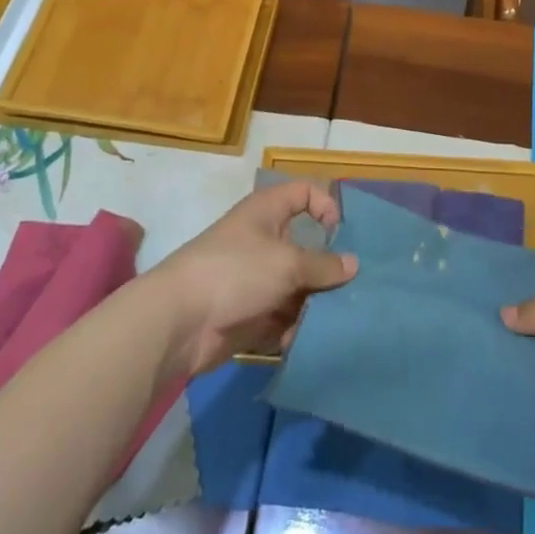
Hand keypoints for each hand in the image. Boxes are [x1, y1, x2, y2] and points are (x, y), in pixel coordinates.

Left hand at [151, 182, 356, 374]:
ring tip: (336, 320)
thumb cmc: (236, 273)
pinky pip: (284, 317)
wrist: (179, 322)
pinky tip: (307, 340)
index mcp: (267, 213)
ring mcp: (256, 280)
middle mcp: (263, 242)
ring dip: (315, 304)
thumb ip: (323, 265)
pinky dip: (296, 328)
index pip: (303, 193)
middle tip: (355, 288)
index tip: (342, 234)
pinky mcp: (251, 314)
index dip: (326, 205)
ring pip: (298, 287)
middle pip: (306, 248)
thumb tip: (353, 265)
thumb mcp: (287, 263)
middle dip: (329, 269)